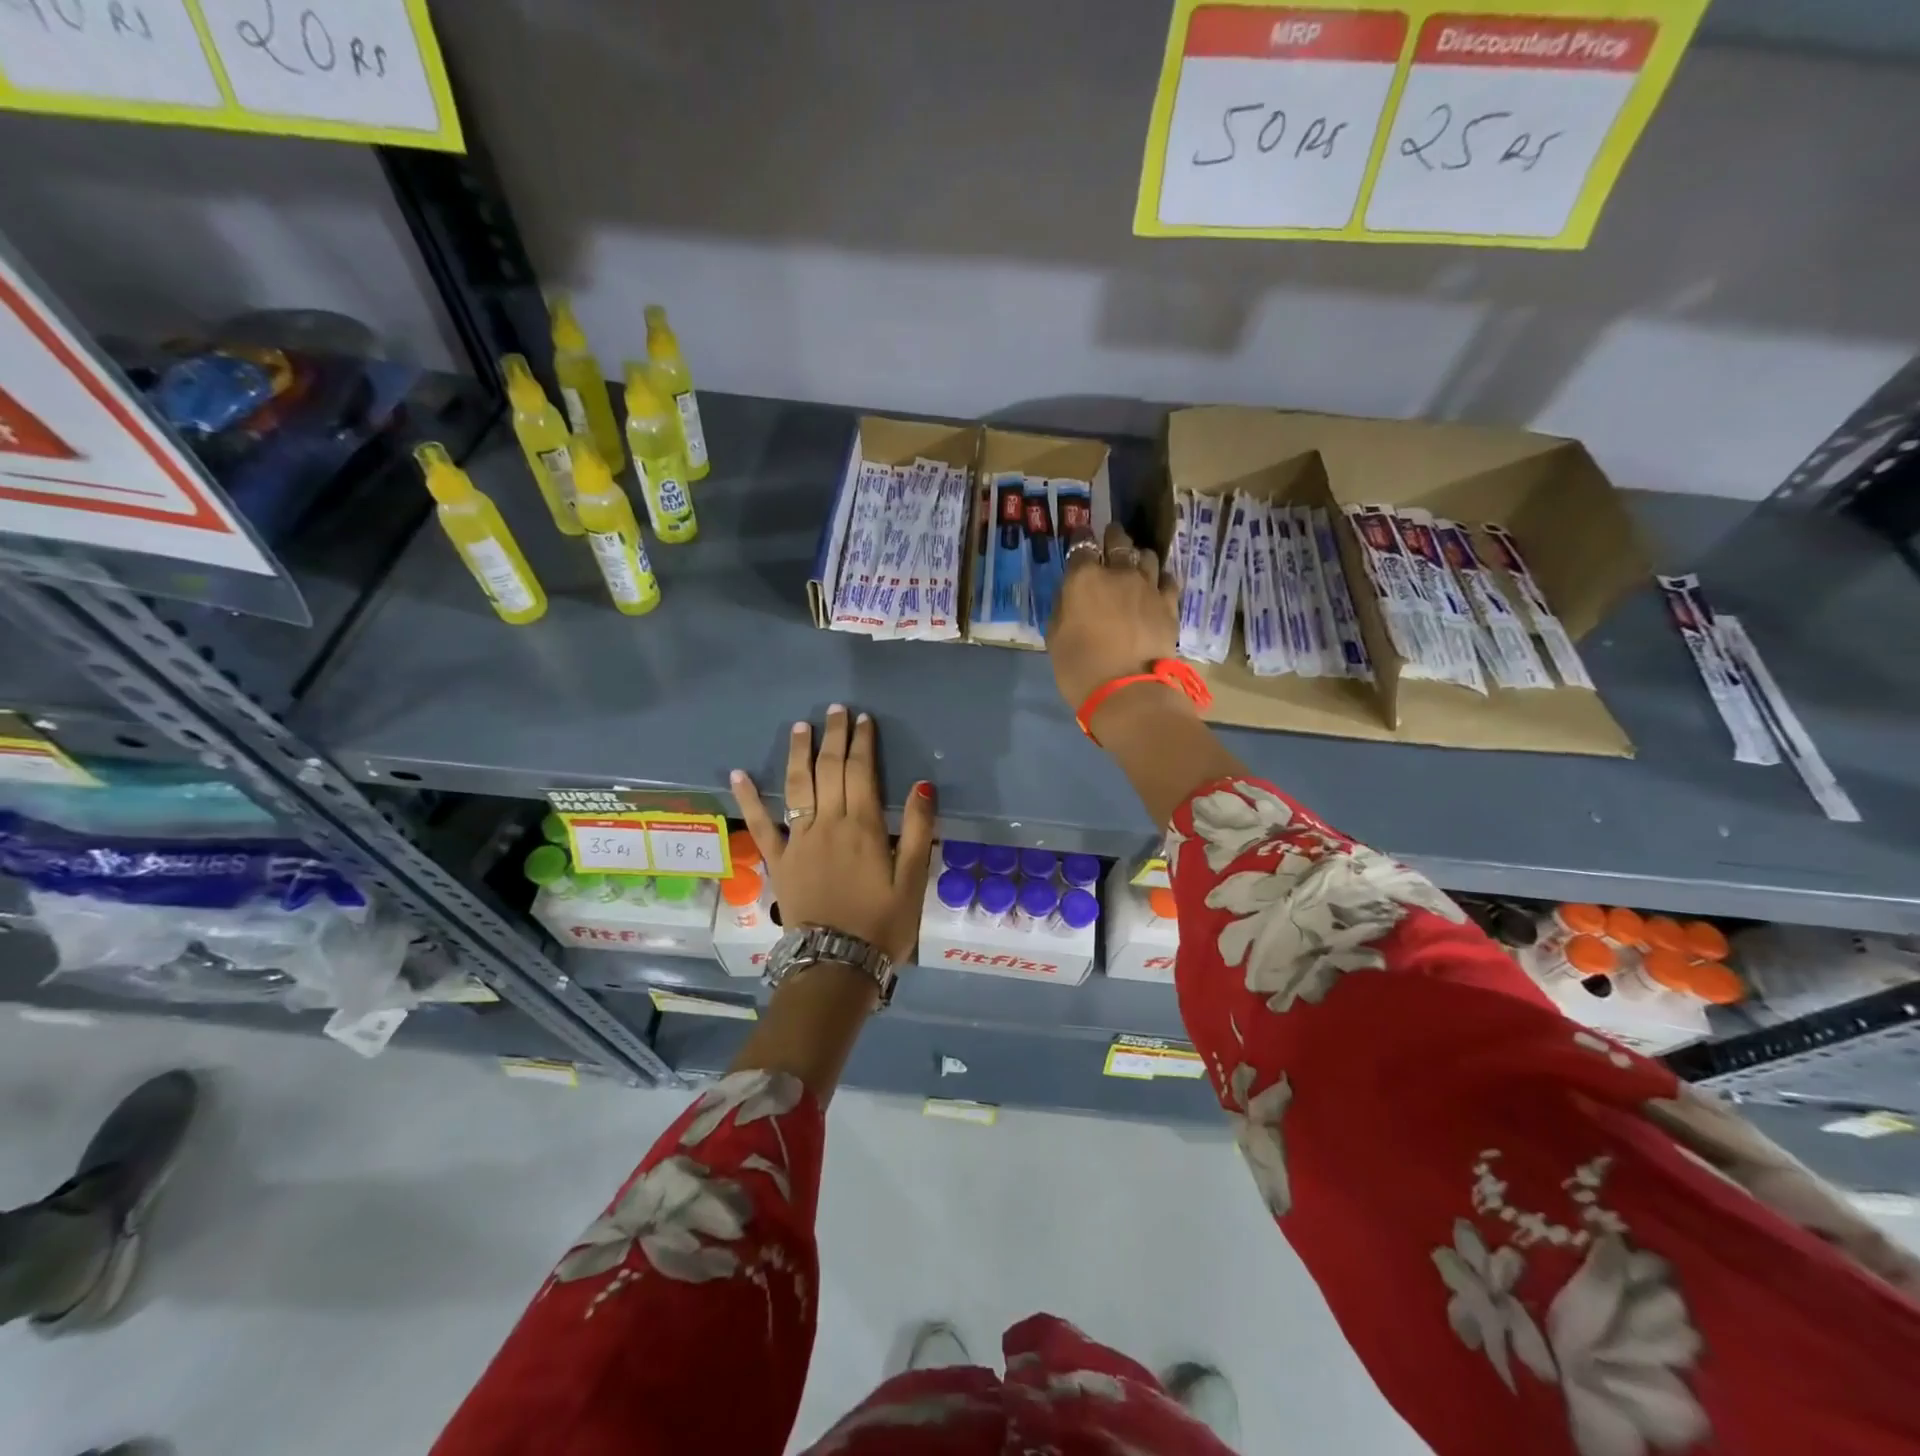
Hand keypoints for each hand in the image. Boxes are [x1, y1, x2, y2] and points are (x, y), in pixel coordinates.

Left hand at [731, 705, 934, 966]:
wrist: (836, 963)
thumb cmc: (882, 923)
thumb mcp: (913, 880)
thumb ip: (918, 830)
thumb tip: (921, 785)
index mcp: (864, 826)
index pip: (861, 771)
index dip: (862, 742)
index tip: (863, 719)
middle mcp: (828, 823)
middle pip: (830, 769)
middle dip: (834, 737)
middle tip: (836, 710)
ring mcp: (799, 840)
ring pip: (797, 785)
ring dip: (799, 753)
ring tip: (800, 726)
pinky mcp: (778, 860)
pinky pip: (761, 823)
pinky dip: (749, 797)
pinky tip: (738, 774)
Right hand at [1046, 522, 1182, 711]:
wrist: (1126, 692)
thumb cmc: (1079, 668)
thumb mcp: (1055, 638)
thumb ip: (1063, 608)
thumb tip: (1070, 595)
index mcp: (1084, 579)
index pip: (1081, 546)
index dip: (1080, 540)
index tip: (1080, 539)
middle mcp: (1118, 573)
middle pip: (1118, 541)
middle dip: (1113, 536)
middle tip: (1111, 537)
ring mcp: (1148, 587)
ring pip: (1146, 556)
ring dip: (1138, 556)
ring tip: (1135, 562)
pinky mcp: (1169, 604)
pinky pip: (1167, 580)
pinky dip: (1160, 578)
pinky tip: (1156, 585)